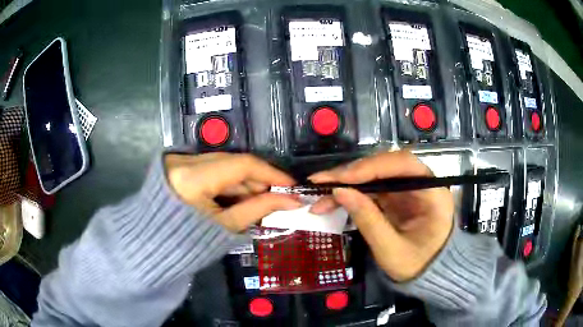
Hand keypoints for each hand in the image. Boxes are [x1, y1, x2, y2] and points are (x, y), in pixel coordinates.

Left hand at [165, 153, 301, 232]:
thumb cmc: (188, 243)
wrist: (154, 245)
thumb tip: (291, 200)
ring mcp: (180, 160)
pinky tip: (239, 197)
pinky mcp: (179, 164)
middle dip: (258, 179)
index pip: (241, 165)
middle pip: (233, 162)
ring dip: (244, 182)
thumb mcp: (225, 227)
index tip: (291, 184)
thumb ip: (259, 209)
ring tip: (259, 201)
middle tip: (278, 196)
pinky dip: (229, 182)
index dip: (270, 173)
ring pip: (224, 164)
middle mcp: (184, 161)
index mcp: (192, 178)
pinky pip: (212, 168)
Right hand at [308, 151, 453, 281]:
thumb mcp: (391, 250)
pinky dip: (352, 192)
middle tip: (321, 182)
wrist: (427, 274)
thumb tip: (339, 191)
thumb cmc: (416, 265)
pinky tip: (333, 199)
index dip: (372, 167)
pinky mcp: (397, 196)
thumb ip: (368, 220)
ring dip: (347, 182)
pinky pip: (372, 187)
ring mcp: (409, 188)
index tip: (341, 178)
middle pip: (386, 165)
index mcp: (433, 194)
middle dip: (353, 173)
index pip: (404, 165)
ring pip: (375, 175)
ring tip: (321, 193)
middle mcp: (422, 183)